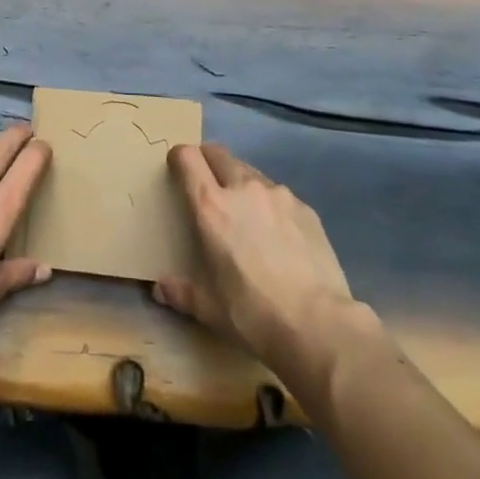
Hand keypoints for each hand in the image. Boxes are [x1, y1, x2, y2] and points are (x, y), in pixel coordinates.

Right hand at [154, 142, 371, 378]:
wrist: (319, 325)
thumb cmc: (252, 313)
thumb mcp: (208, 309)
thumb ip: (181, 292)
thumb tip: (160, 289)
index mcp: (210, 206)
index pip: (187, 158)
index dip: (179, 157)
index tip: (177, 168)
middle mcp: (242, 188)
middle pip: (218, 154)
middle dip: (208, 161)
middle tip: (207, 184)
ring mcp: (278, 194)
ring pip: (250, 172)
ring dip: (240, 182)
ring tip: (245, 213)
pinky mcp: (305, 208)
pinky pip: (279, 195)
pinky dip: (270, 204)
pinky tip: (278, 235)